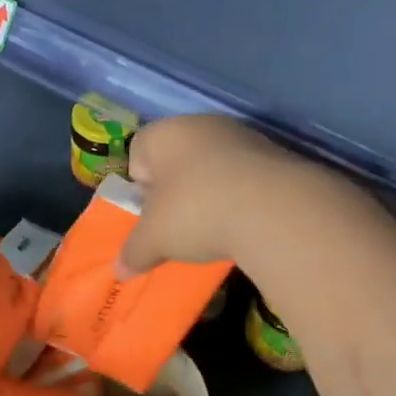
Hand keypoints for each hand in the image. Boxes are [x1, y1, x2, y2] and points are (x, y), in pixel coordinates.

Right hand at [119, 115, 294, 273]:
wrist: (274, 209)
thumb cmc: (196, 212)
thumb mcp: (155, 239)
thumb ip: (134, 252)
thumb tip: (119, 272)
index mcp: (164, 133)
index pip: (138, 152)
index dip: (141, 185)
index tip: (151, 214)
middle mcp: (201, 124)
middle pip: (178, 158)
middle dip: (176, 190)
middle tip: (179, 224)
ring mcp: (242, 137)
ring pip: (214, 166)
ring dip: (211, 193)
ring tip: (215, 228)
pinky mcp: (275, 155)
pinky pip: (245, 177)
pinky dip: (242, 197)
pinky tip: (245, 224)